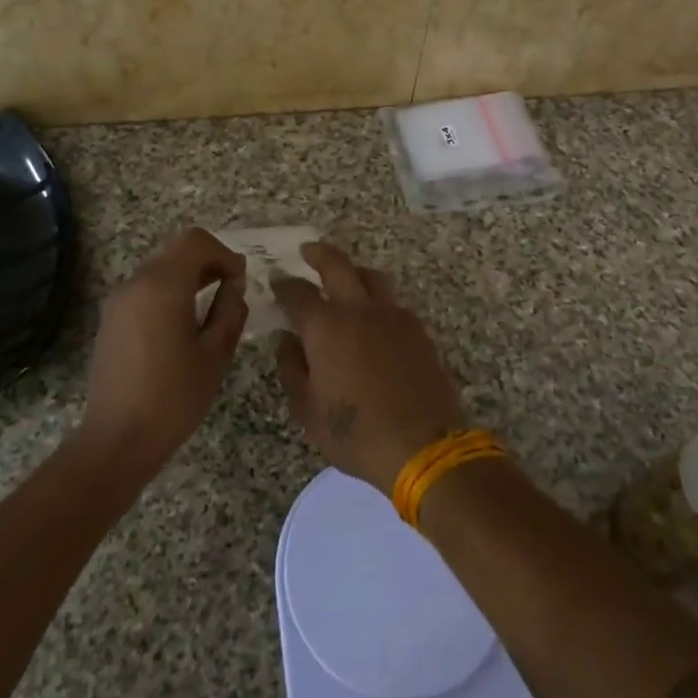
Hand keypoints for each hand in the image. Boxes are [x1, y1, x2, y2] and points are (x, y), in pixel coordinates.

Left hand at [78, 228, 247, 479]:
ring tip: (210, 307)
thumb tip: (234, 285)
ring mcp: (119, 300)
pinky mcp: (111, 319)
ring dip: (188, 276)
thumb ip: (230, 310)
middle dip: (207, 262)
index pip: (195, 241)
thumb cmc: (174, 397)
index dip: (224, 253)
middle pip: (175, 250)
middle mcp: (136, 283)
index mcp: (163, 286)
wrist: (118, 439)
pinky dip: (169, 292)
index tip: (240, 280)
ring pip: (160, 268)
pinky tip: (183, 324)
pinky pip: (145, 289)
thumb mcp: (215, 354)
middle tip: (231, 290)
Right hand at [273, 243, 465, 497]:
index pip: (297, 293)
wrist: (422, 447)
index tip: (276, 281)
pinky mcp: (417, 329)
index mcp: (325, 327)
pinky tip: (373, 317)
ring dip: (353, 271)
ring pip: (371, 277)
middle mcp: (359, 310)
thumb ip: (292, 367)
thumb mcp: (308, 410)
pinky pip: (393, 301)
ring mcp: (393, 316)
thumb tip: (285, 338)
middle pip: (337, 265)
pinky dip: (377, 298)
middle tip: (307, 251)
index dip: (283, 285)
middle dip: (319, 254)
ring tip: (344, 278)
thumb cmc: (355, 433)